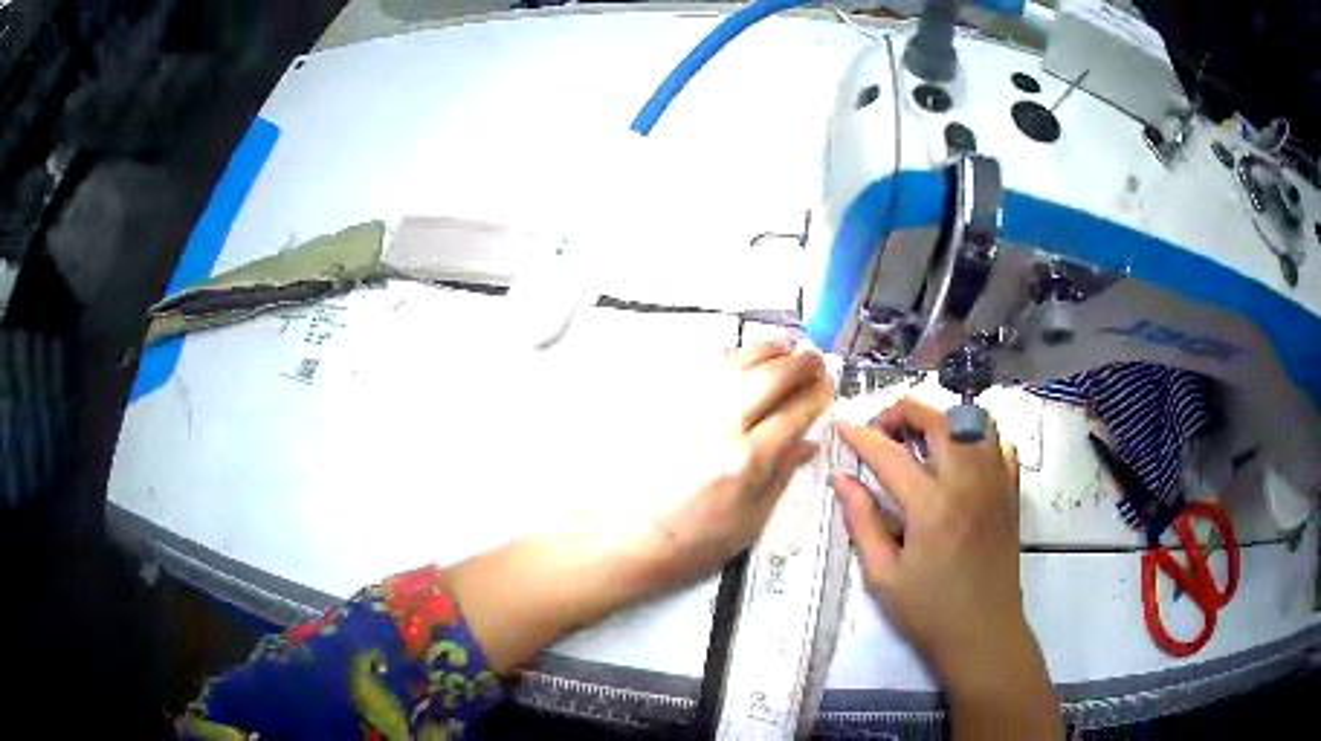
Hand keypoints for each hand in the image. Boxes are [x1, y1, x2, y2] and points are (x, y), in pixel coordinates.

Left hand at [448, 340, 830, 672]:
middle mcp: (720, 423)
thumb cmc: (689, 542)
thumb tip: (807, 443)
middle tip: (814, 360)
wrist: (620, 537)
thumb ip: (780, 477)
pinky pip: (702, 365)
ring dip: (767, 350)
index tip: (827, 388)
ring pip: (737, 361)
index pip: (794, 414)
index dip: (816, 397)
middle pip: (770, 378)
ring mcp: (687, 407)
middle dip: (800, 364)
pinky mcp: (662, 401)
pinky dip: (730, 355)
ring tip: (785, 347)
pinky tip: (739, 357)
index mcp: (746, 460)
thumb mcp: (748, 523)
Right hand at [832, 397, 1059, 738]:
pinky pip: (1001, 446)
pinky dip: (979, 439)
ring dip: (945, 419)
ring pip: (976, 422)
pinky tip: (962, 459)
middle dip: (904, 412)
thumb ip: (862, 522)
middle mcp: (968, 483)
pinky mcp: (1011, 494)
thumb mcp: (882, 576)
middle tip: (883, 430)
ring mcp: (996, 484)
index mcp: (931, 506)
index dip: (860, 435)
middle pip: (939, 419)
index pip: (890, 454)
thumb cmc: (928, 612)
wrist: (982, 634)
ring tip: (922, 439)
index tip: (840, 424)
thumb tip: (843, 479)